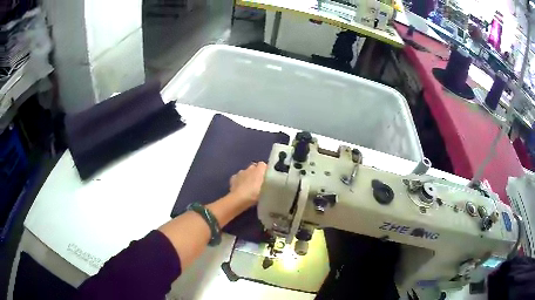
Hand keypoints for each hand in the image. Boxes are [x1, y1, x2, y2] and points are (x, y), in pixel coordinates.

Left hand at [229, 162, 267, 207]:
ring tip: (249, 185)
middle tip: (258, 182)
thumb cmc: (255, 195)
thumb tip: (267, 181)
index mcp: (259, 170)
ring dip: (247, 176)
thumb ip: (267, 184)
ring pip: (245, 172)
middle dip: (255, 172)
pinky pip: (238, 177)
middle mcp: (249, 169)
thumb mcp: (266, 191)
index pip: (263, 165)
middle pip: (254, 167)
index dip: (264, 170)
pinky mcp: (233, 178)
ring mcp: (240, 173)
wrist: (239, 199)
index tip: (266, 176)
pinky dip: (239, 180)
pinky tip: (240, 187)